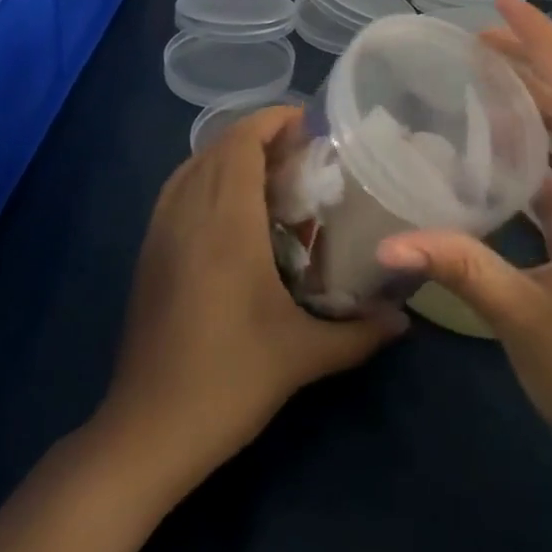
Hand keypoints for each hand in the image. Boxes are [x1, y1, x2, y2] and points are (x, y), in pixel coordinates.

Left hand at [100, 106, 404, 483]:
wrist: (146, 431)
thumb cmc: (229, 381)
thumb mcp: (302, 356)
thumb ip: (359, 333)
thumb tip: (404, 320)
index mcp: (226, 223)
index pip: (242, 143)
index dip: (271, 120)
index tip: (307, 120)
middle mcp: (189, 213)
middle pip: (218, 147)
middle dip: (257, 134)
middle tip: (300, 150)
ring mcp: (161, 231)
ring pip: (193, 165)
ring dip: (229, 153)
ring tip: (269, 170)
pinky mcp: (148, 253)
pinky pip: (177, 190)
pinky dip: (204, 175)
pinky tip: (228, 206)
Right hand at [377, 0, 551, 498]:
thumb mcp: (524, 321)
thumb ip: (459, 269)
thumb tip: (388, 241)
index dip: (546, 41)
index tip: (503, 3)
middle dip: (532, 57)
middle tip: (474, 36)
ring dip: (529, 96)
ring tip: (477, 75)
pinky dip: (524, 144)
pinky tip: (486, 149)